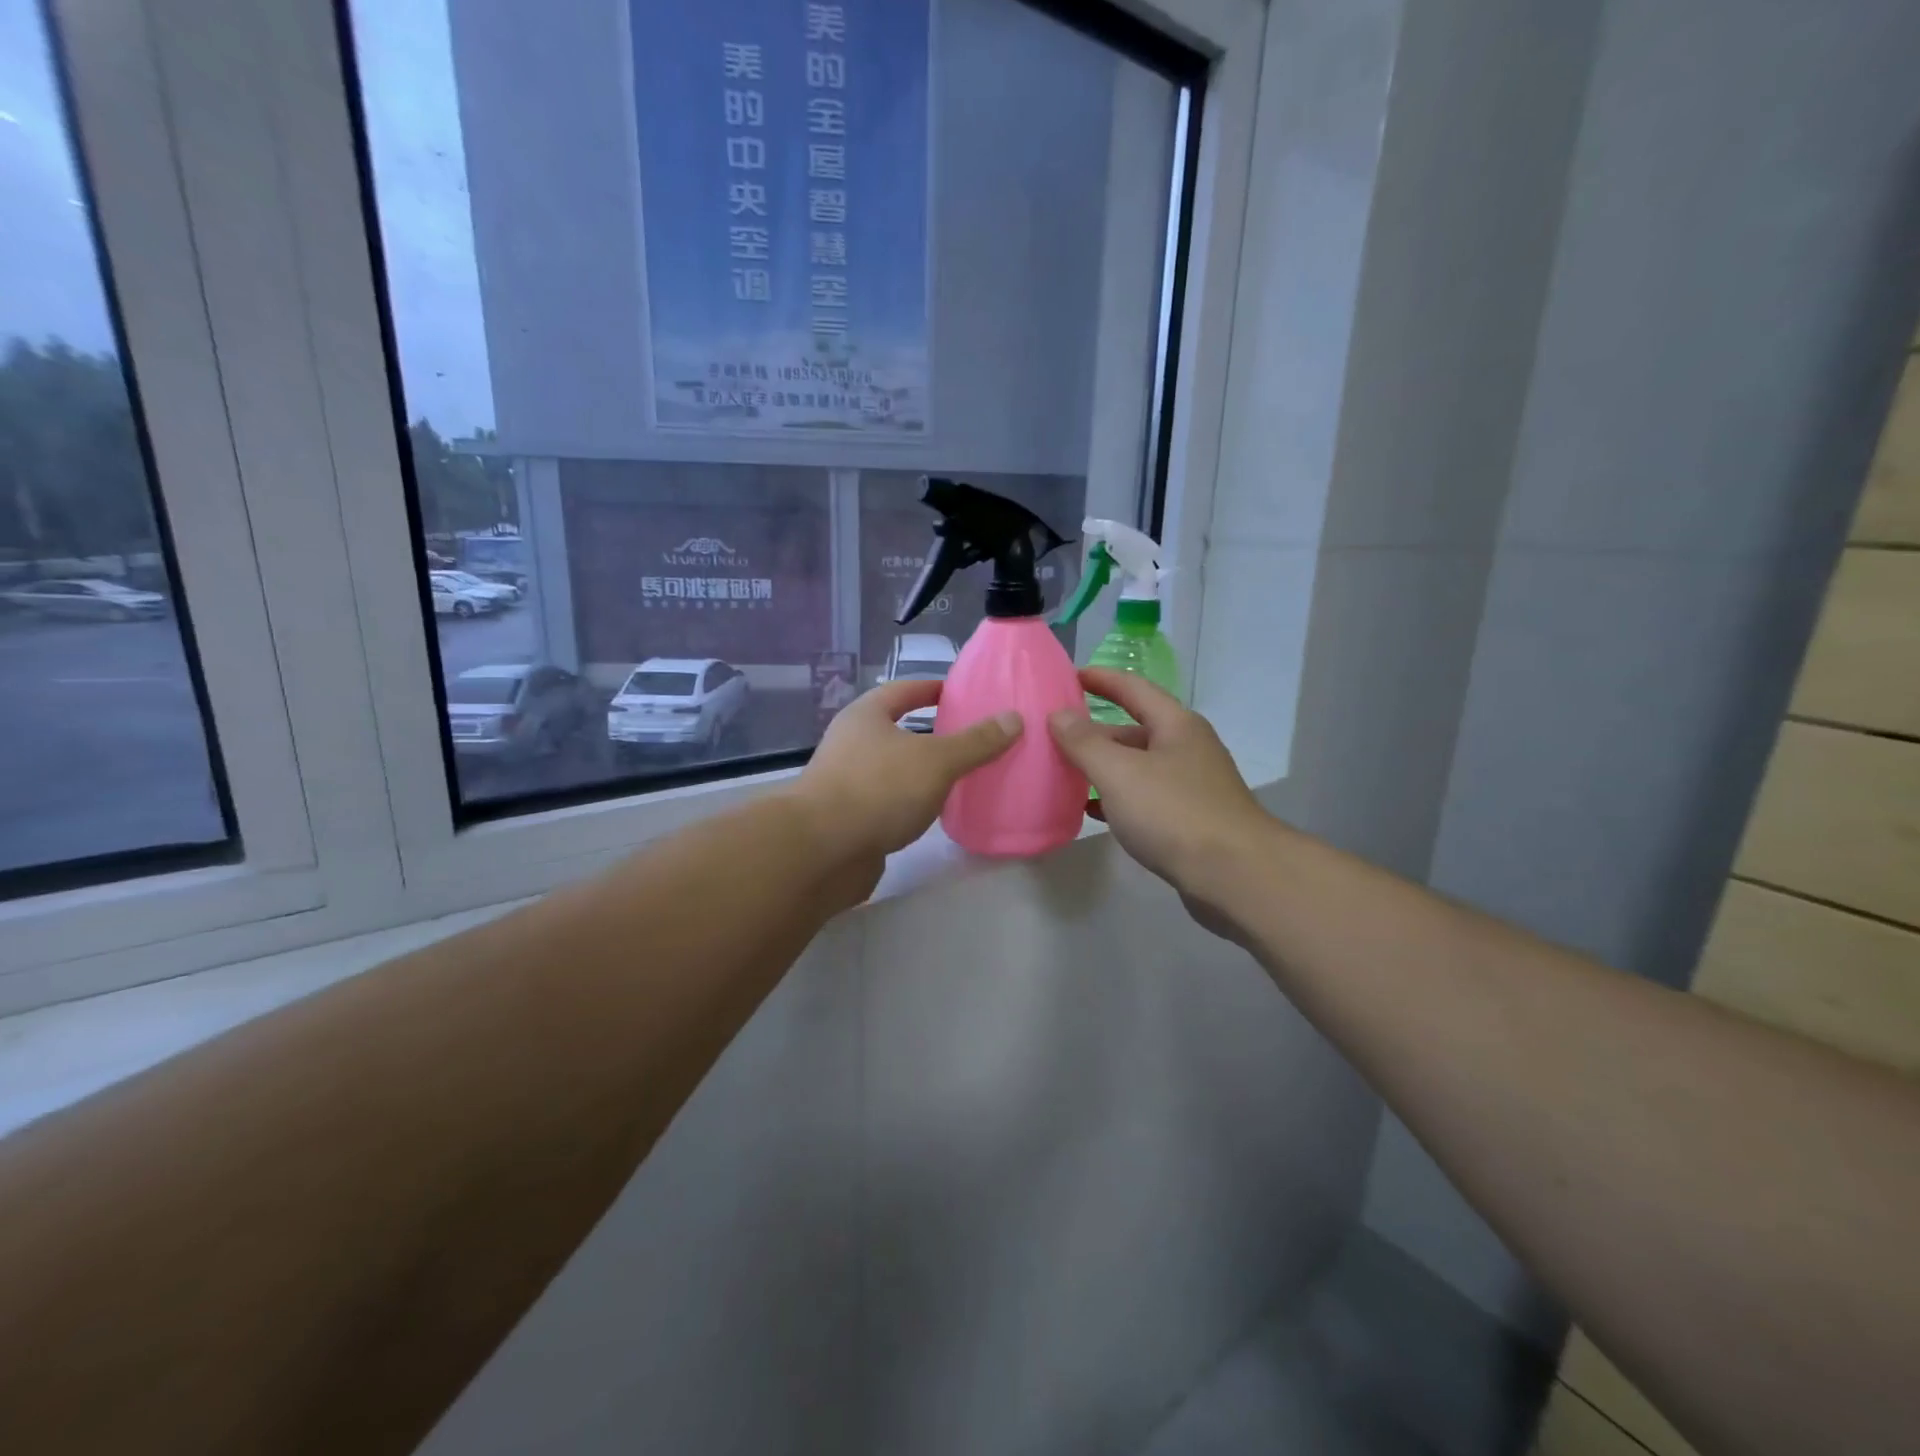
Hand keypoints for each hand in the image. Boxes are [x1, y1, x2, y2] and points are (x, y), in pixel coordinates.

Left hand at [791, 679, 1021, 864]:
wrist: (822, 851)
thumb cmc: (879, 789)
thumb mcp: (936, 760)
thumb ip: (975, 742)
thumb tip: (1013, 718)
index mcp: (866, 716)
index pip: (903, 690)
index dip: (932, 688)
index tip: (961, 693)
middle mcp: (851, 743)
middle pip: (897, 729)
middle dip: (932, 733)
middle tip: (972, 737)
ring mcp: (846, 782)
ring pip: (893, 768)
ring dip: (921, 771)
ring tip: (962, 775)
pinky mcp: (849, 819)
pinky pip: (889, 801)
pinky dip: (911, 802)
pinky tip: (935, 812)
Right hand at [1047, 670, 1270, 906]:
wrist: (1235, 876)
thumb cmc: (1174, 813)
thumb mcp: (1119, 772)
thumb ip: (1085, 742)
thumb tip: (1059, 714)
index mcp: (1176, 725)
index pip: (1133, 688)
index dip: (1100, 678)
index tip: (1067, 676)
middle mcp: (1186, 748)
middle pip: (1134, 729)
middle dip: (1094, 731)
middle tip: (1053, 735)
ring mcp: (1190, 786)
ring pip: (1137, 766)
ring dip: (1102, 767)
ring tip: (1063, 771)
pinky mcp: (1189, 820)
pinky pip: (1143, 798)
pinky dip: (1115, 798)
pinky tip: (1090, 810)